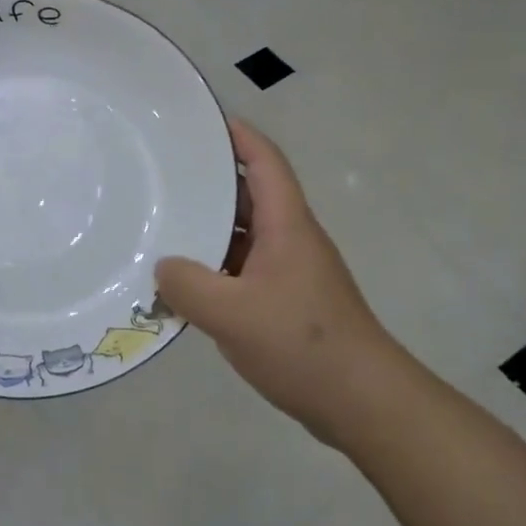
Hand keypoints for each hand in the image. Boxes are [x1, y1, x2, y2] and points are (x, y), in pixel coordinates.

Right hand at [156, 120, 399, 445]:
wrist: (363, 402)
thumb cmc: (302, 344)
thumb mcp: (232, 313)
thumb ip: (187, 286)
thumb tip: (162, 267)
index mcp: (287, 225)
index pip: (264, 162)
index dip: (237, 135)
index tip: (201, 122)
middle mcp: (291, 240)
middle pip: (250, 195)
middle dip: (210, 182)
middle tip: (163, 175)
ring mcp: (290, 272)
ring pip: (245, 236)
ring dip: (209, 230)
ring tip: (163, 226)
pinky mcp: (287, 302)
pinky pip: (244, 270)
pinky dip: (216, 268)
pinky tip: (185, 284)